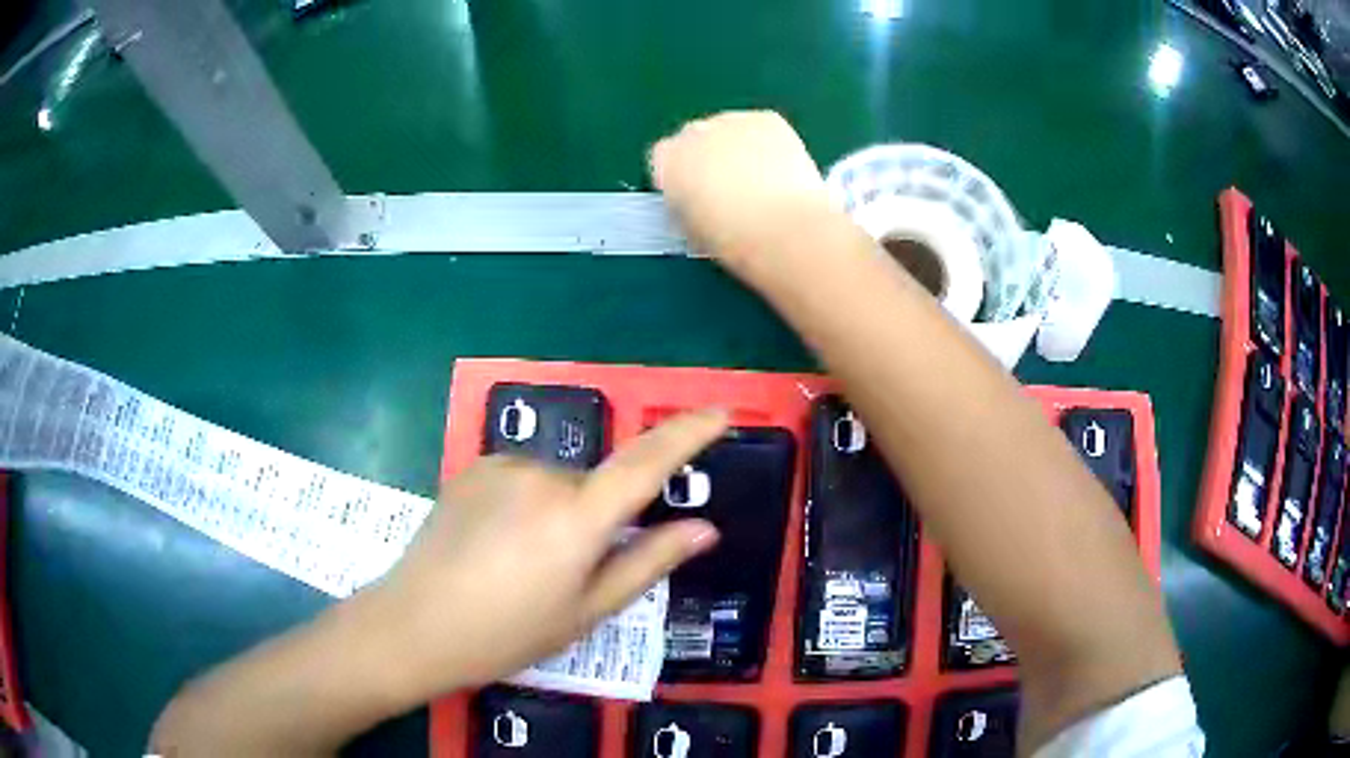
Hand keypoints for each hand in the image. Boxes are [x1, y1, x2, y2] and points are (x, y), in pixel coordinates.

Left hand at [362, 408, 727, 697]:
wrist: (415, 623)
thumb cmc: (508, 633)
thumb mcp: (587, 612)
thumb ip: (648, 563)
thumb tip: (704, 528)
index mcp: (578, 518)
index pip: (648, 464)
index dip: (688, 435)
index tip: (719, 414)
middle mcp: (543, 476)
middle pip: (595, 486)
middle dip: (597, 520)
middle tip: (568, 573)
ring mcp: (503, 467)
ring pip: (556, 484)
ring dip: (558, 514)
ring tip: (522, 565)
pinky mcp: (473, 466)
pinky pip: (521, 480)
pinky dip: (525, 505)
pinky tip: (494, 544)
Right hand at [649, 111, 832, 271]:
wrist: (782, 228)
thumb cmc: (734, 240)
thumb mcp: (692, 229)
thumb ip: (686, 204)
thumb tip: (696, 200)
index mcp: (667, 162)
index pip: (663, 157)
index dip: (681, 175)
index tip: (696, 192)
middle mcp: (693, 132)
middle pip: (694, 137)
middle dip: (709, 156)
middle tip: (731, 187)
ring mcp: (731, 121)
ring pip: (730, 129)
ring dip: (739, 148)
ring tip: (760, 181)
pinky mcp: (766, 119)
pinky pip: (761, 125)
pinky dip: (768, 142)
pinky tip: (779, 169)